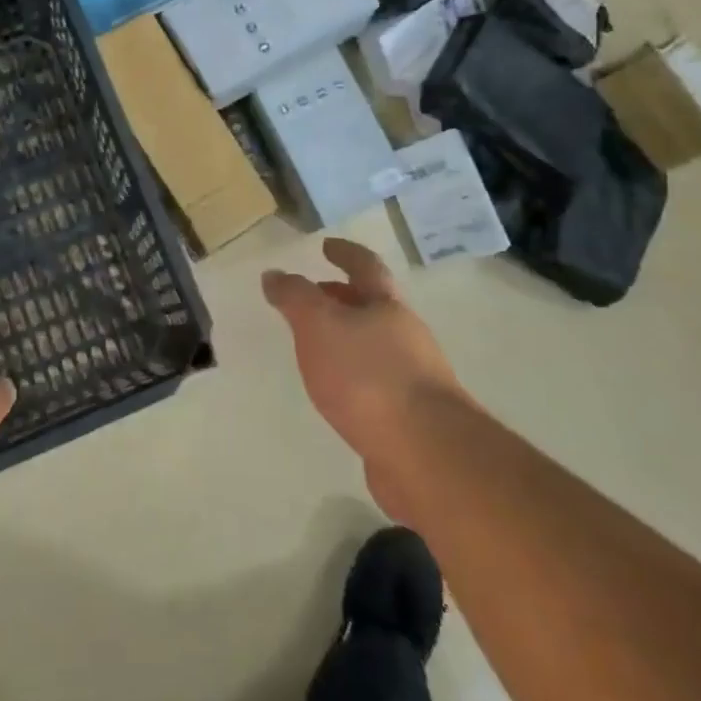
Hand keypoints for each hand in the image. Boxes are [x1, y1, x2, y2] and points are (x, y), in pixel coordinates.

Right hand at [262, 238, 463, 518]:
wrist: (426, 454)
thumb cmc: (368, 376)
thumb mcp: (319, 325)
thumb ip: (295, 298)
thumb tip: (274, 274)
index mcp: (387, 307)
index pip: (365, 267)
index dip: (345, 253)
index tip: (327, 246)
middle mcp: (407, 336)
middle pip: (374, 307)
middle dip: (343, 298)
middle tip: (313, 297)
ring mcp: (414, 379)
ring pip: (375, 347)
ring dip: (347, 340)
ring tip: (316, 348)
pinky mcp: (412, 418)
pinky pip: (376, 385)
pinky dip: (354, 379)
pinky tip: (337, 394)